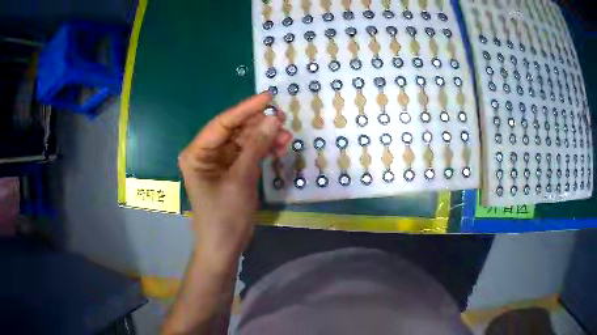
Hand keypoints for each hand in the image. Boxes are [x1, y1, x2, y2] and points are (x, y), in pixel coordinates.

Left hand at [178, 92, 290, 264]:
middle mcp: (206, 153)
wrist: (225, 246)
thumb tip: (274, 119)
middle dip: (259, 125)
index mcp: (197, 153)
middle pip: (235, 131)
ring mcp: (220, 163)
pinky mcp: (232, 172)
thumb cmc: (225, 215)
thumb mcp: (241, 179)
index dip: (246, 109)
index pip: (223, 123)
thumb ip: (256, 147)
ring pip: (245, 142)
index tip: (269, 98)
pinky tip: (280, 147)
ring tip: (286, 136)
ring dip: (265, 138)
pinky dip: (264, 151)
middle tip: (283, 119)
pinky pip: (249, 155)